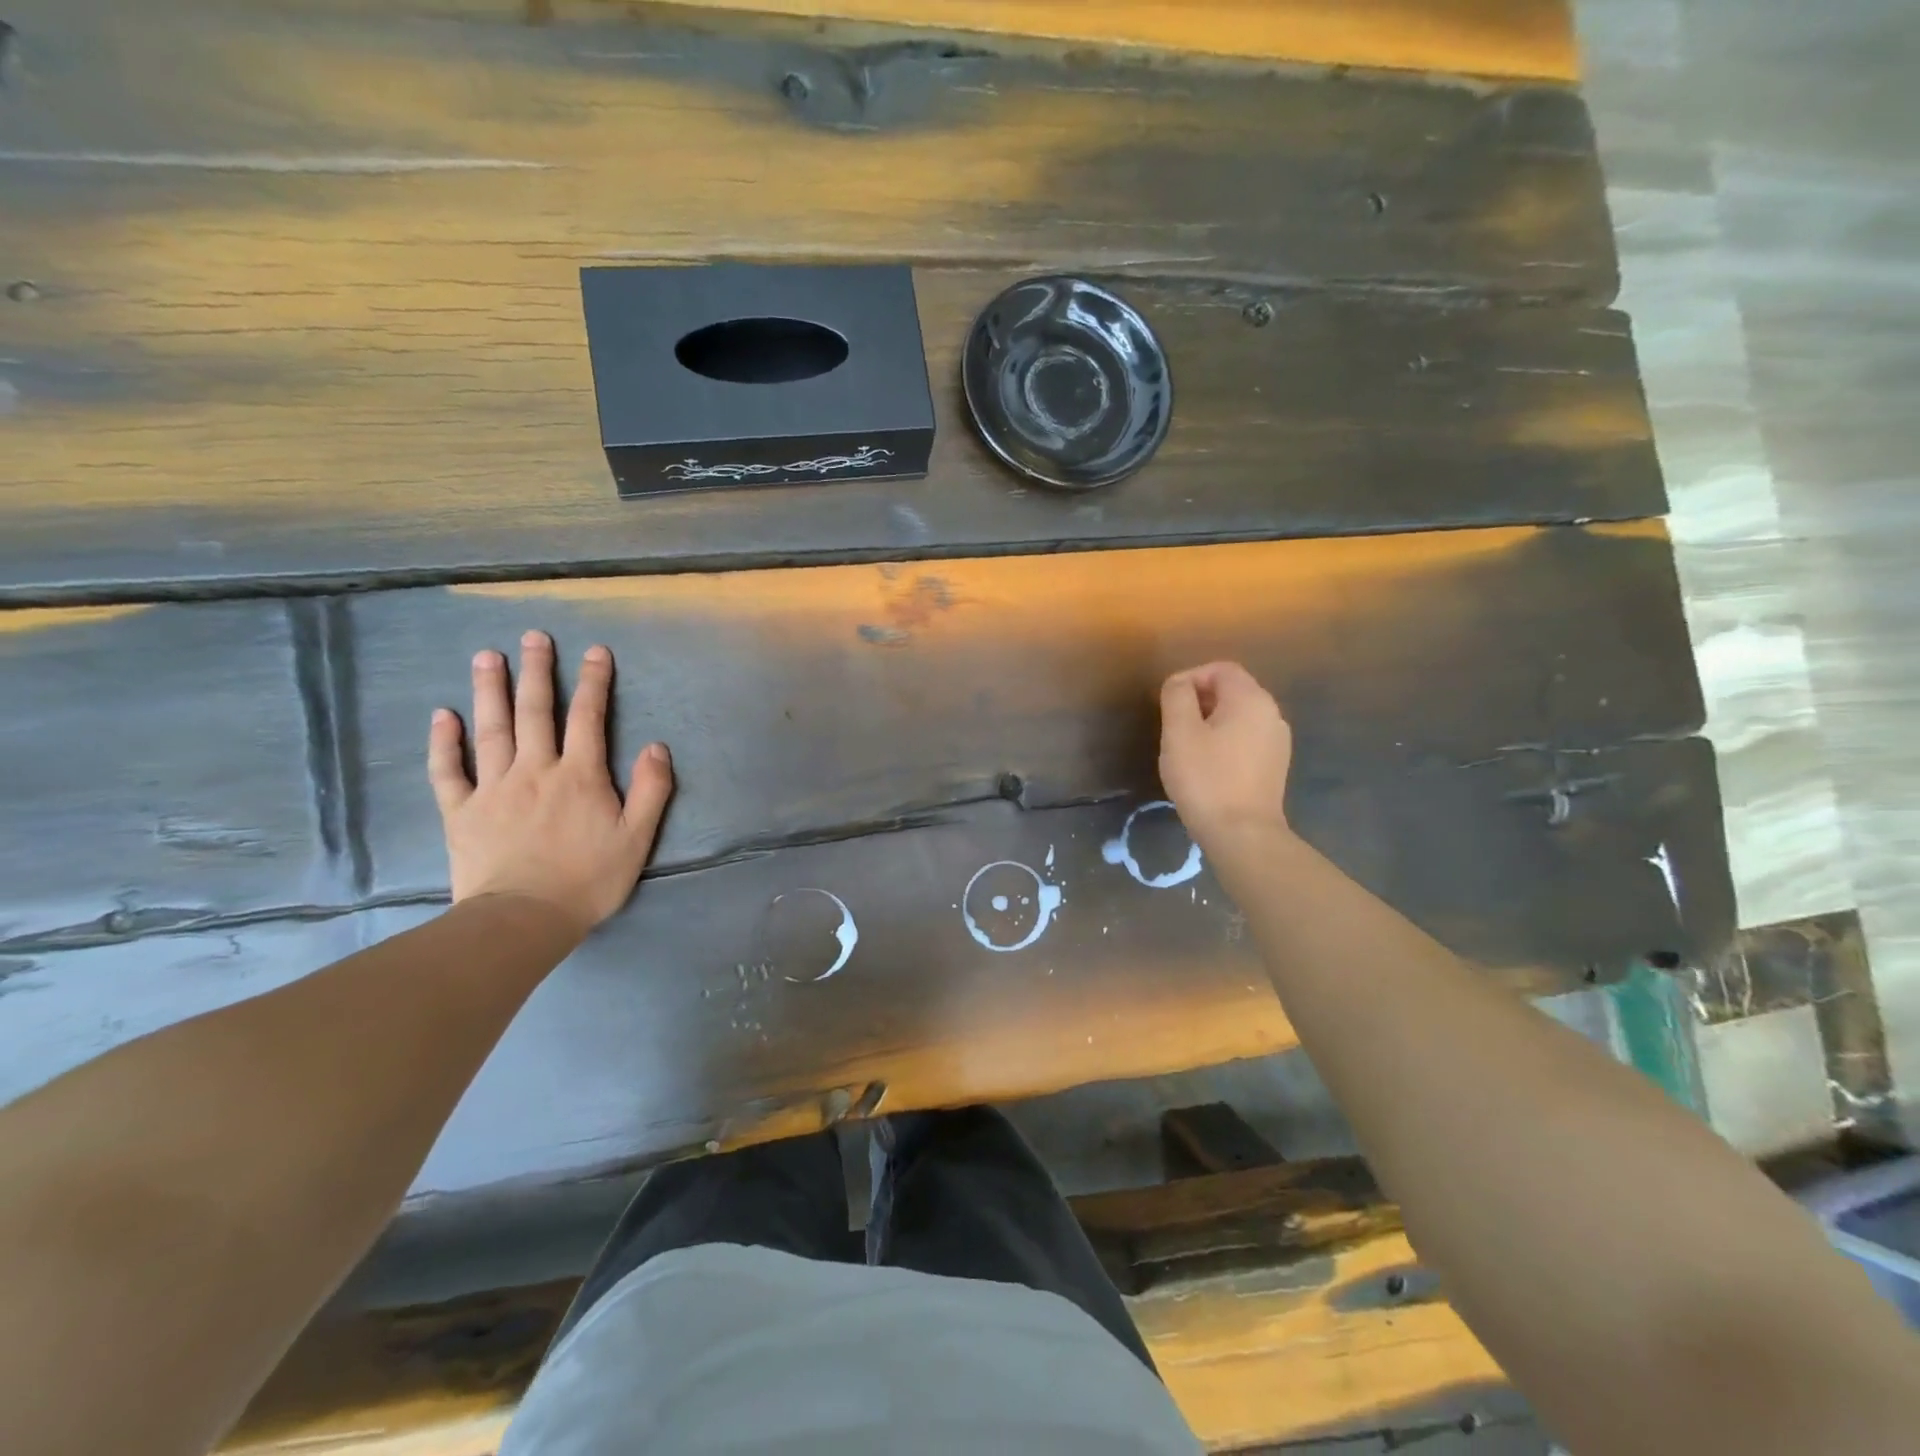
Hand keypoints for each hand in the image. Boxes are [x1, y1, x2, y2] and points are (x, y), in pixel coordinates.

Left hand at [427, 631, 673, 937]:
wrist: (524, 918)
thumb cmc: (589, 879)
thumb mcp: (637, 837)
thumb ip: (651, 790)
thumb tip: (657, 746)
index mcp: (580, 775)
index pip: (588, 718)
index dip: (593, 682)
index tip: (594, 650)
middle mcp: (535, 770)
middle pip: (535, 712)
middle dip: (537, 672)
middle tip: (532, 637)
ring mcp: (494, 788)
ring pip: (491, 730)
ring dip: (490, 691)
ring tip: (487, 657)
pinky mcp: (462, 811)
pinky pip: (449, 770)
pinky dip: (444, 742)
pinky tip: (442, 716)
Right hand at [1158, 661, 1293, 850]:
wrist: (1242, 833)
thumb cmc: (1206, 779)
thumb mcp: (1179, 733)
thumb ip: (1176, 697)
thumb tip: (1179, 683)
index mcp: (1251, 699)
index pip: (1220, 668)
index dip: (1190, 677)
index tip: (1168, 703)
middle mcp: (1271, 713)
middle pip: (1232, 690)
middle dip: (1199, 700)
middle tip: (1173, 726)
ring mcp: (1278, 740)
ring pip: (1239, 715)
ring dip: (1211, 722)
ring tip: (1187, 747)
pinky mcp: (1275, 764)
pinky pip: (1246, 737)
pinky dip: (1225, 740)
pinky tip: (1208, 765)